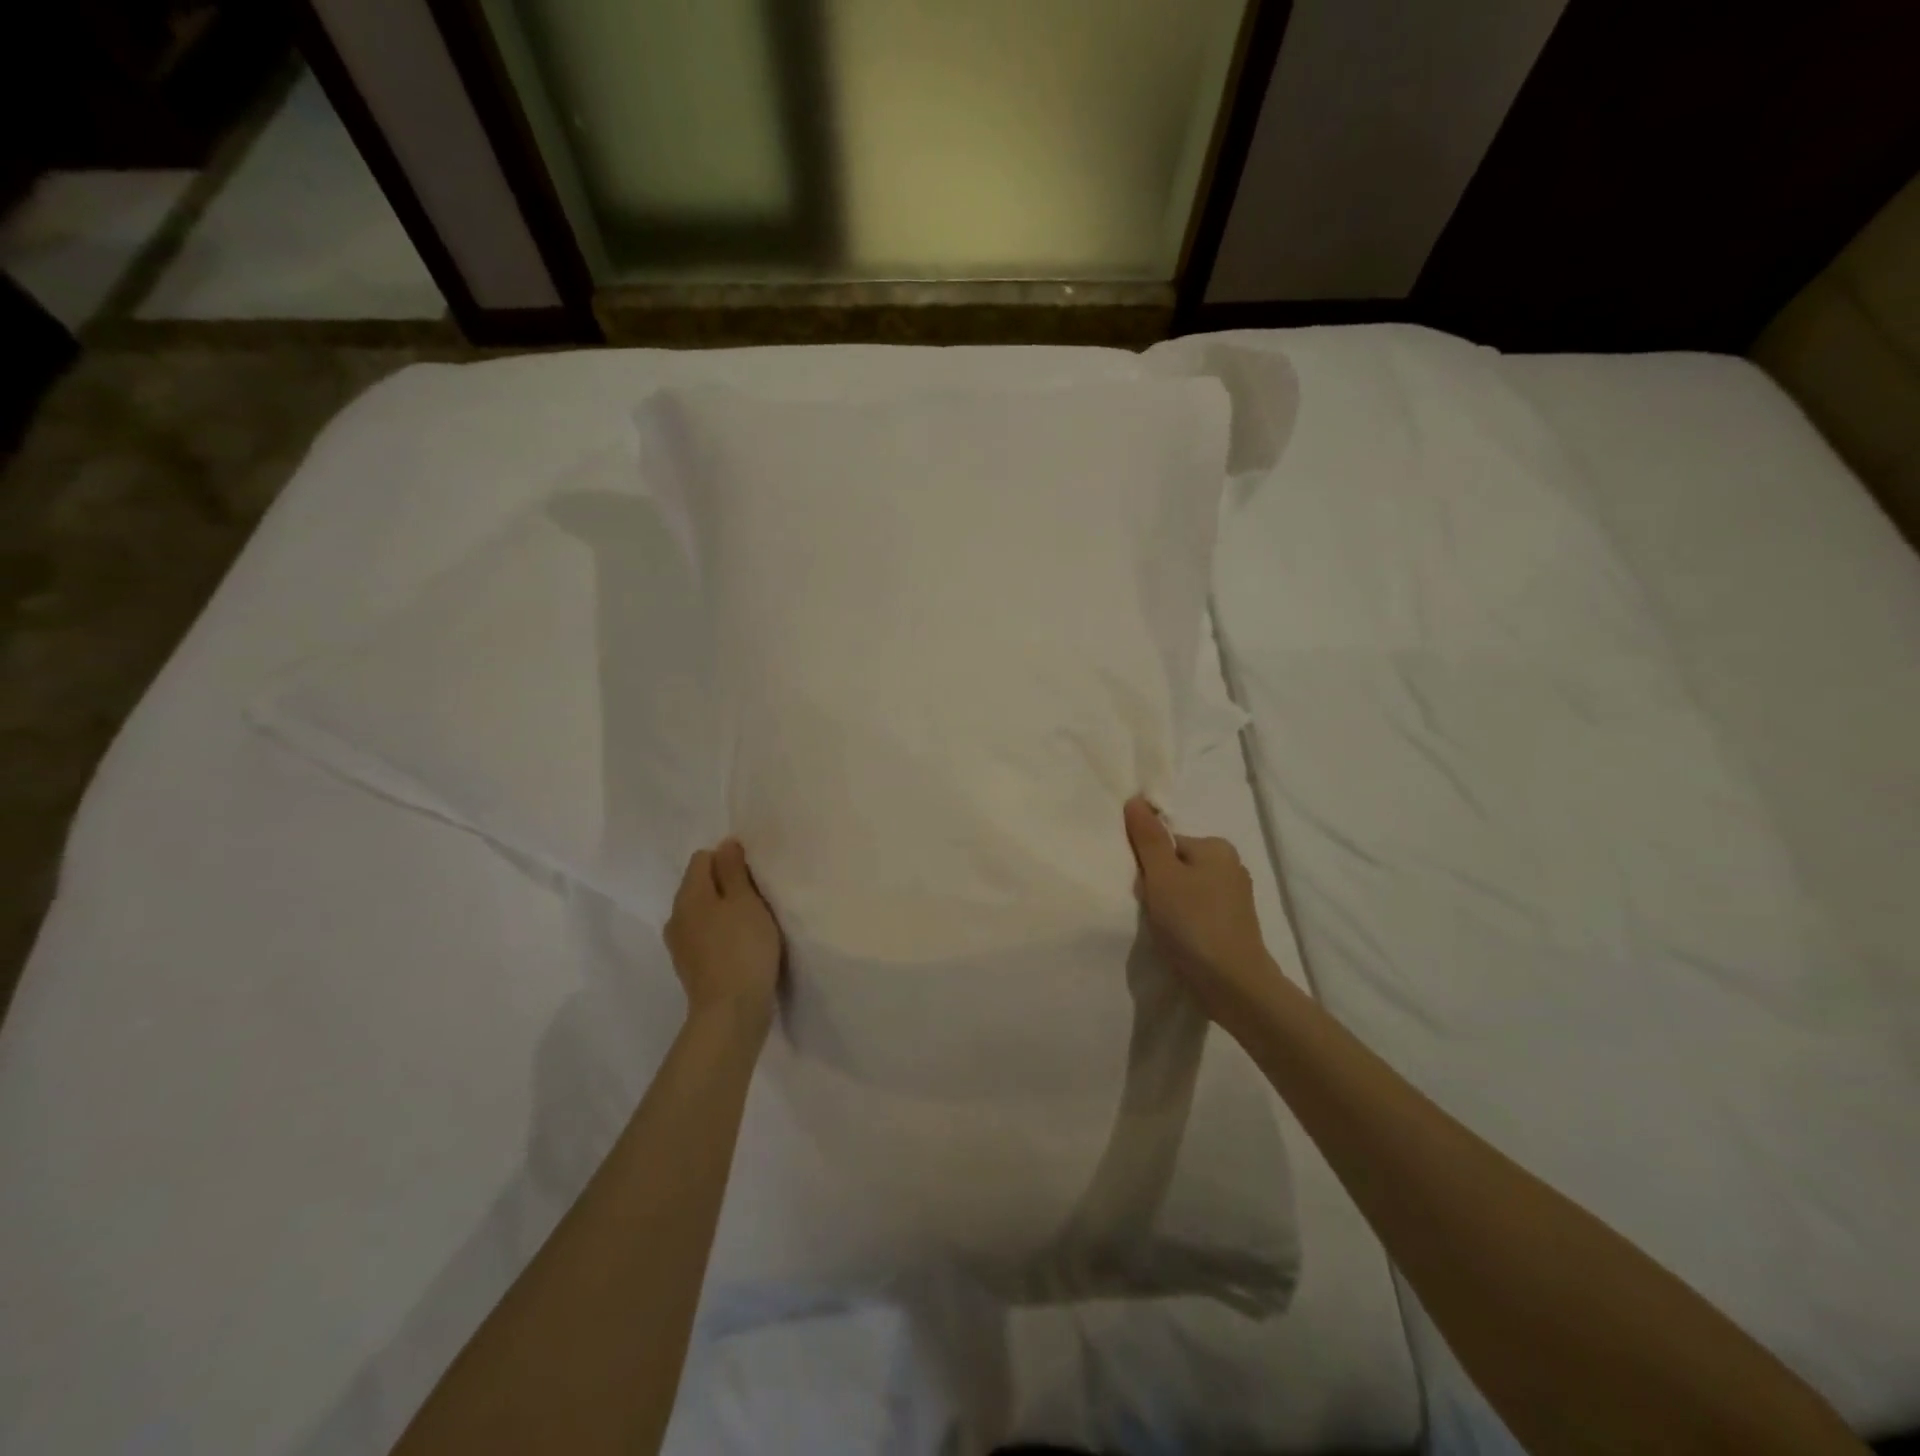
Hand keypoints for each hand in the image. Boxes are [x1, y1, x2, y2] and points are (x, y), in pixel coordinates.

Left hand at [664, 839, 783, 1030]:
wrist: (730, 1012)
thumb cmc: (743, 948)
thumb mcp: (745, 901)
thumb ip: (733, 870)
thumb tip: (724, 844)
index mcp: (688, 895)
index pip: (702, 858)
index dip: (729, 860)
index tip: (753, 877)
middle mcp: (676, 916)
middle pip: (700, 885)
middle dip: (726, 886)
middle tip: (757, 899)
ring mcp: (680, 944)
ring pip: (702, 912)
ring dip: (724, 912)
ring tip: (751, 924)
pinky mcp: (690, 967)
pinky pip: (705, 936)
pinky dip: (721, 934)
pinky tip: (741, 947)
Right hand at [1124, 796, 1276, 1024]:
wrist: (1233, 985)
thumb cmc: (1194, 922)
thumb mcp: (1162, 875)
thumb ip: (1147, 838)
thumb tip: (1136, 799)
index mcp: (1217, 847)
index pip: (1167, 844)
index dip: (1149, 866)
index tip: (1146, 891)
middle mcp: (1232, 866)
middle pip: (1177, 866)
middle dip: (1159, 887)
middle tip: (1154, 912)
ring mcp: (1236, 899)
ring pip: (1186, 892)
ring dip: (1171, 908)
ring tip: (1166, 930)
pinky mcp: (1235, 926)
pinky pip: (1199, 913)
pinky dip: (1186, 924)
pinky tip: (1180, 941)